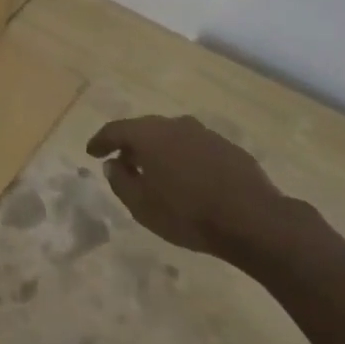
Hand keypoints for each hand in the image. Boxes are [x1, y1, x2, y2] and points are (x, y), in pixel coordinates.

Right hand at [86, 114, 307, 259]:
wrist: (252, 219)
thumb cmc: (188, 214)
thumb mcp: (142, 206)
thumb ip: (121, 182)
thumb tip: (113, 164)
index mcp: (149, 135)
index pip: (116, 129)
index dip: (100, 140)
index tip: (91, 152)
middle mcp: (174, 124)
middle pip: (144, 129)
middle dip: (130, 145)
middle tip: (122, 163)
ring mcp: (203, 133)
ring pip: (171, 136)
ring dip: (158, 150)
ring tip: (155, 172)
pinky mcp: (226, 146)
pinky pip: (194, 147)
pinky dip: (182, 157)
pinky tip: (187, 179)